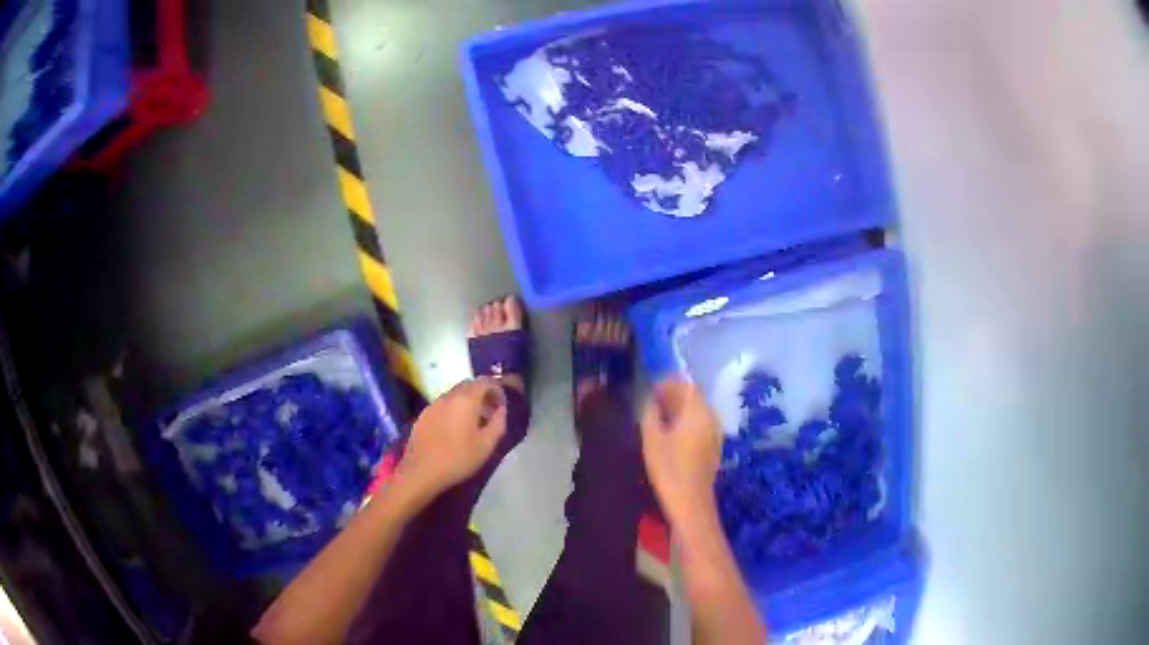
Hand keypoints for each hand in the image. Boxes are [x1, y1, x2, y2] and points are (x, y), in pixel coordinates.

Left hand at [395, 378, 506, 503]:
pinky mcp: (422, 415)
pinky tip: (454, 428)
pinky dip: (453, 409)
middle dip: (481, 394)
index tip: (502, 404)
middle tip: (489, 411)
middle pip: (468, 386)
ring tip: (473, 421)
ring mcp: (433, 405)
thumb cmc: (458, 458)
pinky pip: (442, 405)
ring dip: (466, 402)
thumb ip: (498, 423)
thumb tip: (501, 409)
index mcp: (466, 400)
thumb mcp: (486, 445)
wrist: (421, 471)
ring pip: (454, 395)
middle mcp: (448, 396)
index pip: (484, 382)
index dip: (496, 389)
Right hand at [640, 379, 722, 527]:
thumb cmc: (668, 468)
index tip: (649, 388)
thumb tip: (648, 398)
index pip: (685, 384)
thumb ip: (649, 412)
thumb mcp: (651, 438)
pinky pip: (700, 425)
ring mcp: (715, 432)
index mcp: (698, 410)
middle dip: (672, 396)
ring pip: (697, 411)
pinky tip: (670, 435)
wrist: (690, 502)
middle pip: (693, 397)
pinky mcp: (714, 447)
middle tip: (649, 402)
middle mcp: (711, 416)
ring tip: (657, 419)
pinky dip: (686, 423)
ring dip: (679, 410)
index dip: (667, 383)